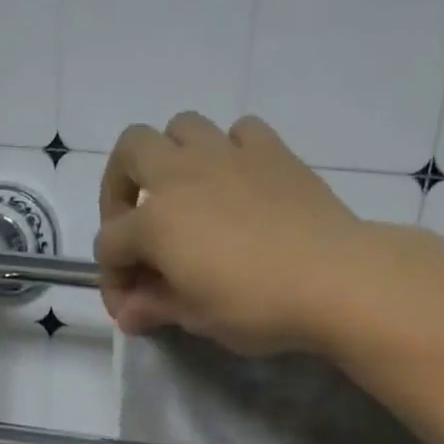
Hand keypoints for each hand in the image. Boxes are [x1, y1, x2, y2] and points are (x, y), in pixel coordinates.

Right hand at [94, 111, 358, 353]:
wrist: (334, 279)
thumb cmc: (255, 306)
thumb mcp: (197, 317)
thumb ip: (156, 306)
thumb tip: (130, 313)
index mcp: (155, 221)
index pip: (110, 245)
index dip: (113, 280)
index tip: (131, 308)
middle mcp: (181, 175)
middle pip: (130, 151)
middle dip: (120, 185)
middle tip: (136, 223)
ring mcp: (228, 155)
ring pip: (182, 127)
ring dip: (172, 155)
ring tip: (186, 194)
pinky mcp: (272, 151)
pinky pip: (239, 131)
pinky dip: (230, 151)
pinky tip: (239, 182)